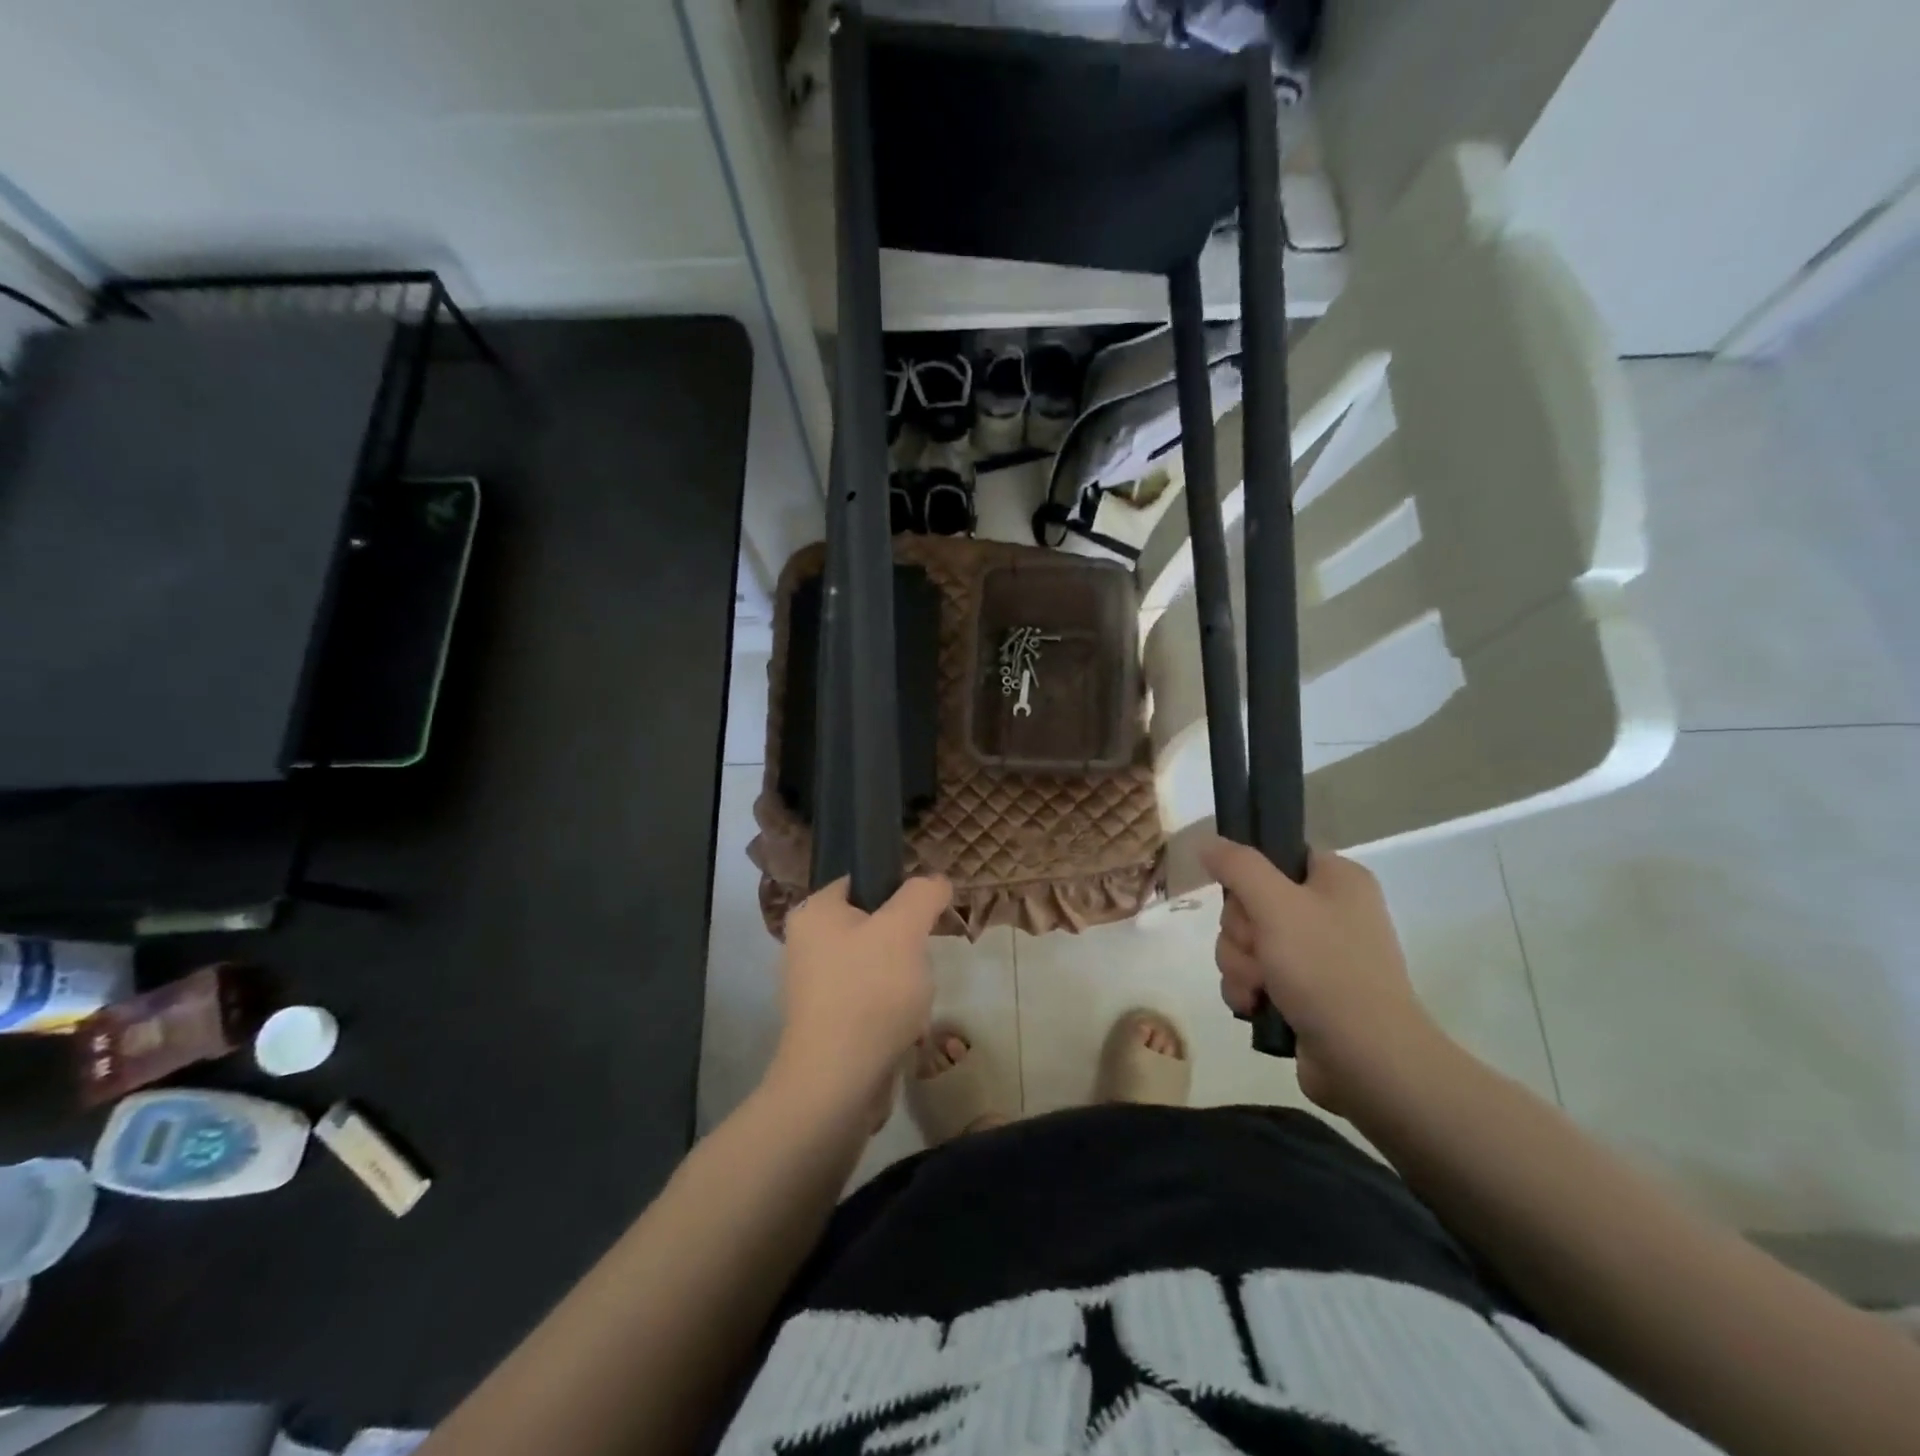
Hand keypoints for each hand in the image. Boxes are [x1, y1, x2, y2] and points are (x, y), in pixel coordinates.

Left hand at [771, 875, 953, 1113]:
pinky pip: (870, 1001)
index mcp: (813, 913)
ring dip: (904, 980)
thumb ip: (922, 894)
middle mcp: (805, 945)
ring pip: (876, 965)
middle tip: (920, 959)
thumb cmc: (869, 993)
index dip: (898, 892)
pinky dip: (892, 1010)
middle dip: (905, 943)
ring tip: (914, 998)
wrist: (838, 1084)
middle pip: (873, 925)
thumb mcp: (904, 929)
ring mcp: (814, 988)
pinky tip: (904, 1027)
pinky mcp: (827, 1024)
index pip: (862, 881)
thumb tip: (935, 882)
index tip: (924, 914)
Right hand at [1201, 838, 1441, 1112]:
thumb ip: (1237, 866)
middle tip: (1258, 951)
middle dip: (1240, 933)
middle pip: (1250, 902)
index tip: (1245, 900)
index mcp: (1336, 880)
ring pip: (1245, 941)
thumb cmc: (1326, 969)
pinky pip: (1252, 975)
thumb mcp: (1276, 905)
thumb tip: (1206, 842)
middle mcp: (1328, 911)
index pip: (1274, 856)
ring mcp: (1315, 955)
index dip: (1249, 878)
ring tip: (1259, 988)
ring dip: (1239, 964)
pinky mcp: (1302, 992)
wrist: (1366, 1060)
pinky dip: (1247, 989)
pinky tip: (1255, 1006)